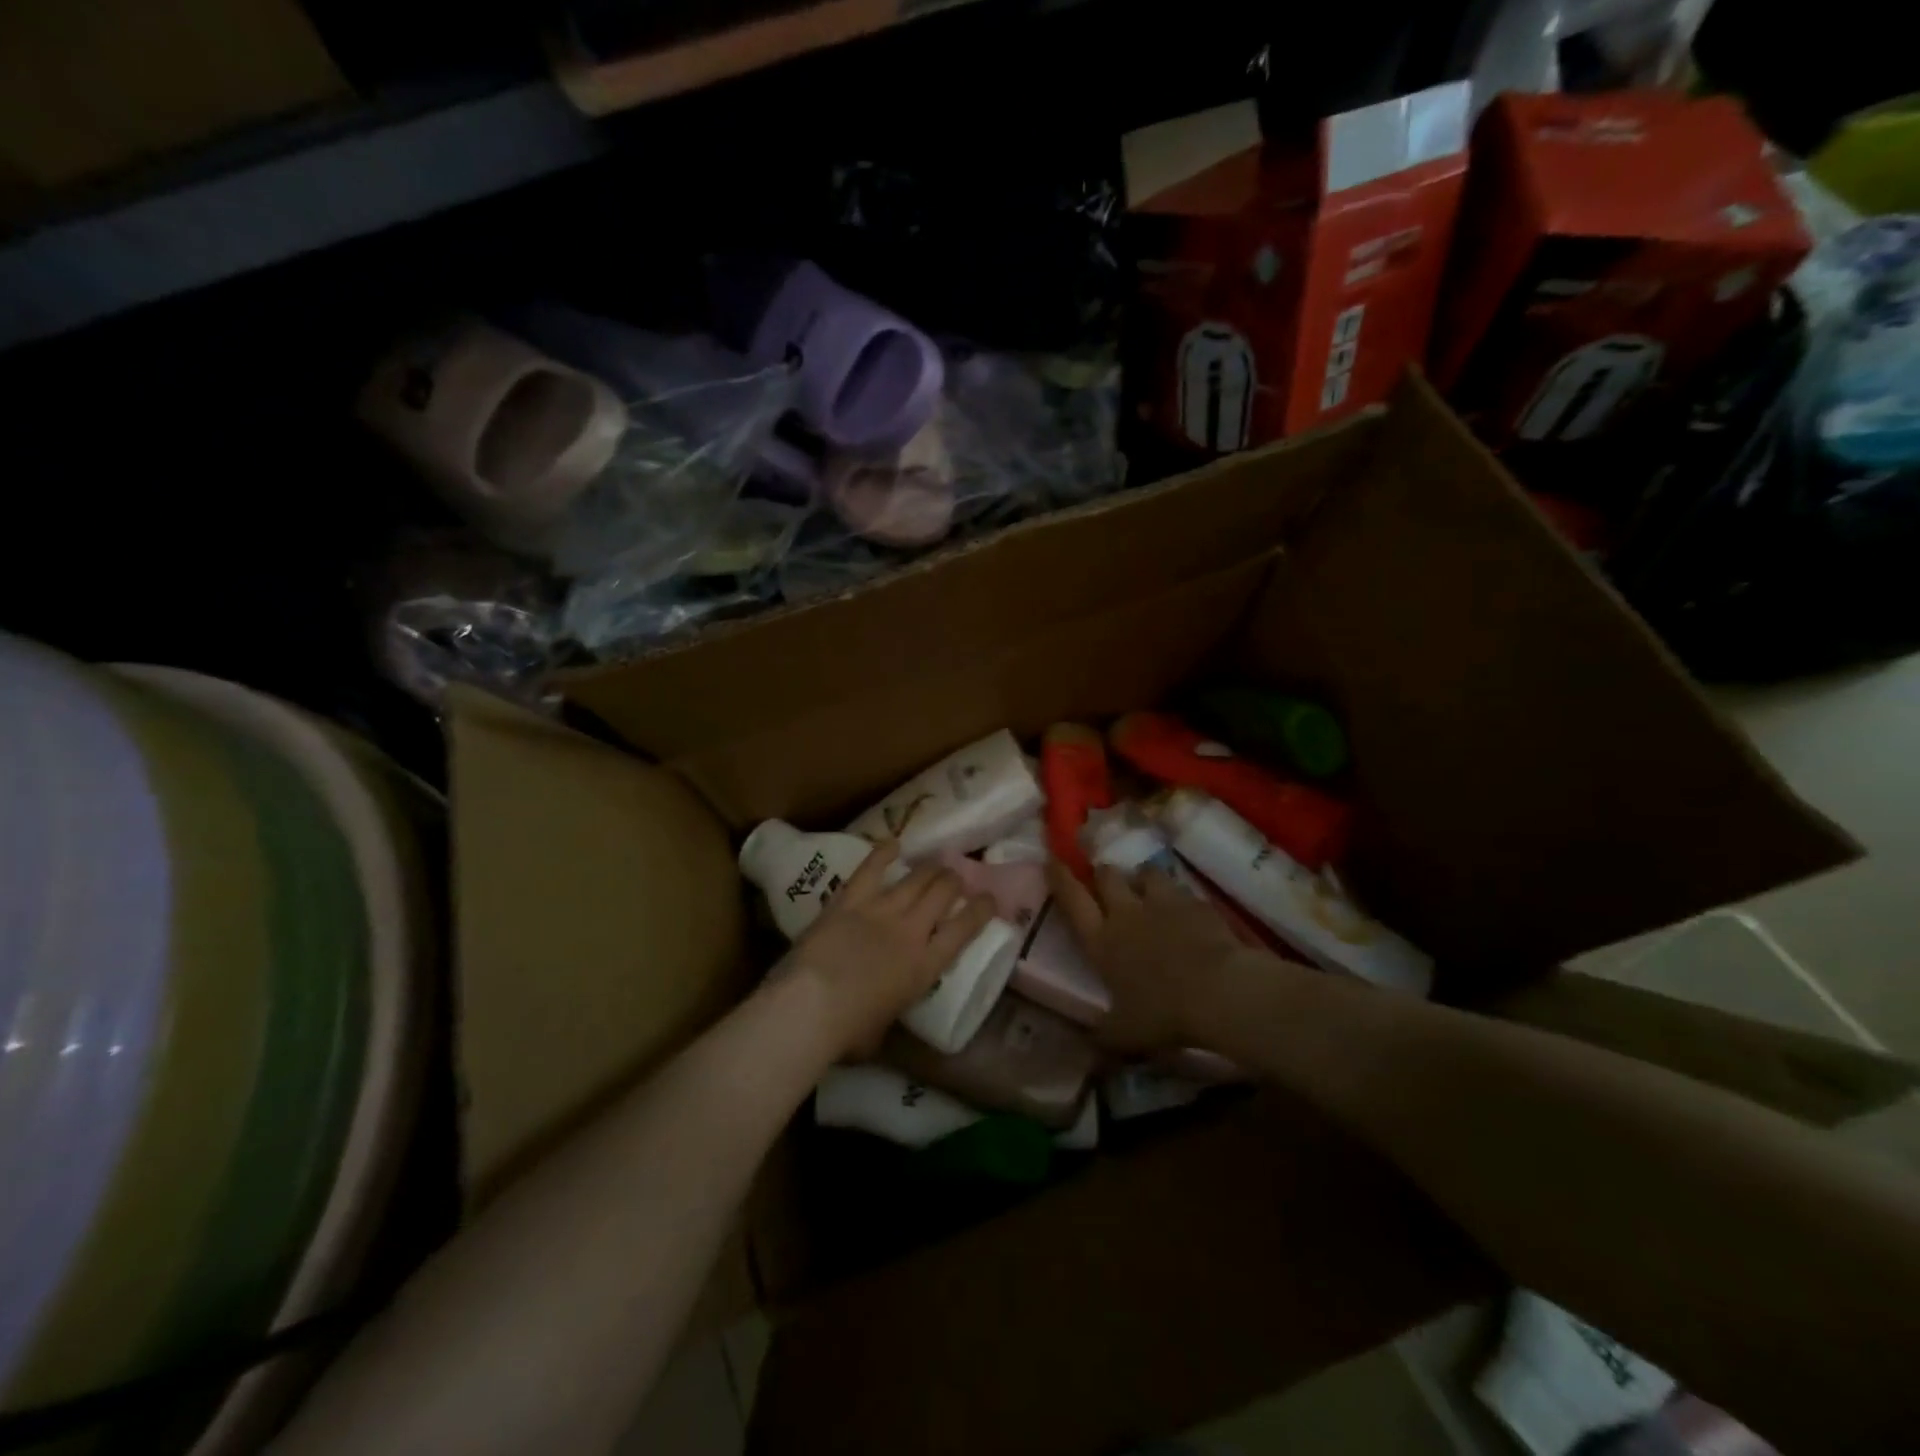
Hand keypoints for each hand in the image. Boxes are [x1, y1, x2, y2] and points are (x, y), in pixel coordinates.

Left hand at [781, 843, 997, 1058]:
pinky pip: (870, 870)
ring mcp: (881, 910)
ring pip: (915, 878)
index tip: (989, 898)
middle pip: (943, 893)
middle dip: (953, 881)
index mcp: (925, 967)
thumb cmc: (848, 1032)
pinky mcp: (850, 901)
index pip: (965, 929)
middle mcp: (911, 931)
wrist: (811, 1007)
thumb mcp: (884, 1030)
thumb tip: (884, 1013)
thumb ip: (891, 1011)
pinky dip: (883, 854)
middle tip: (955, 878)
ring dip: (930, 868)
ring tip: (937, 862)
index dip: (982, 909)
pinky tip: (893, 843)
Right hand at [1048, 860, 1259, 1054]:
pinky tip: (1186, 912)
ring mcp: (1164, 903)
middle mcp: (1127, 913)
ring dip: (1142, 879)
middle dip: (1104, 875)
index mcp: (1102, 941)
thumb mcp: (1124, 1036)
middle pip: (1108, 876)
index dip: (1060, 879)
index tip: (1052, 860)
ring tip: (1147, 889)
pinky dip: (1179, 898)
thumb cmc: (1162, 1014)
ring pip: (1146, 873)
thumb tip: (1085, 1053)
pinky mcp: (1197, 904)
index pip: (1072, 900)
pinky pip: (1182, 891)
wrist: (1220, 991)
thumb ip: (1102, 1037)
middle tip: (1106, 882)